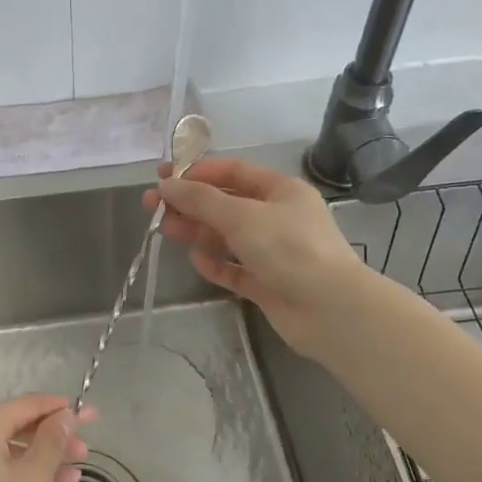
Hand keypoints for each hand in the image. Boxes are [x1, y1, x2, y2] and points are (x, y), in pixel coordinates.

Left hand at [0, 394, 94, 481]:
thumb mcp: (33, 478)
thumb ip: (52, 440)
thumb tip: (65, 414)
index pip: (28, 404)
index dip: (61, 409)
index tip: (89, 414)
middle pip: (15, 426)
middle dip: (52, 439)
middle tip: (84, 453)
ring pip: (2, 449)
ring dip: (37, 459)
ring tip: (72, 475)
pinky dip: (14, 472)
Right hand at [144, 156, 370, 359]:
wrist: (330, 309)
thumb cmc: (289, 249)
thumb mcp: (242, 216)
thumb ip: (201, 200)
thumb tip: (166, 185)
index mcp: (280, 190)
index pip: (233, 171)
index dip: (197, 172)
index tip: (163, 177)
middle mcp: (277, 217)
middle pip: (225, 204)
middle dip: (190, 204)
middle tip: (152, 206)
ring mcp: (273, 252)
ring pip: (227, 237)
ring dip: (197, 232)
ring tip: (166, 231)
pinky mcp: (268, 283)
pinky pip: (235, 268)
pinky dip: (216, 263)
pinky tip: (197, 261)